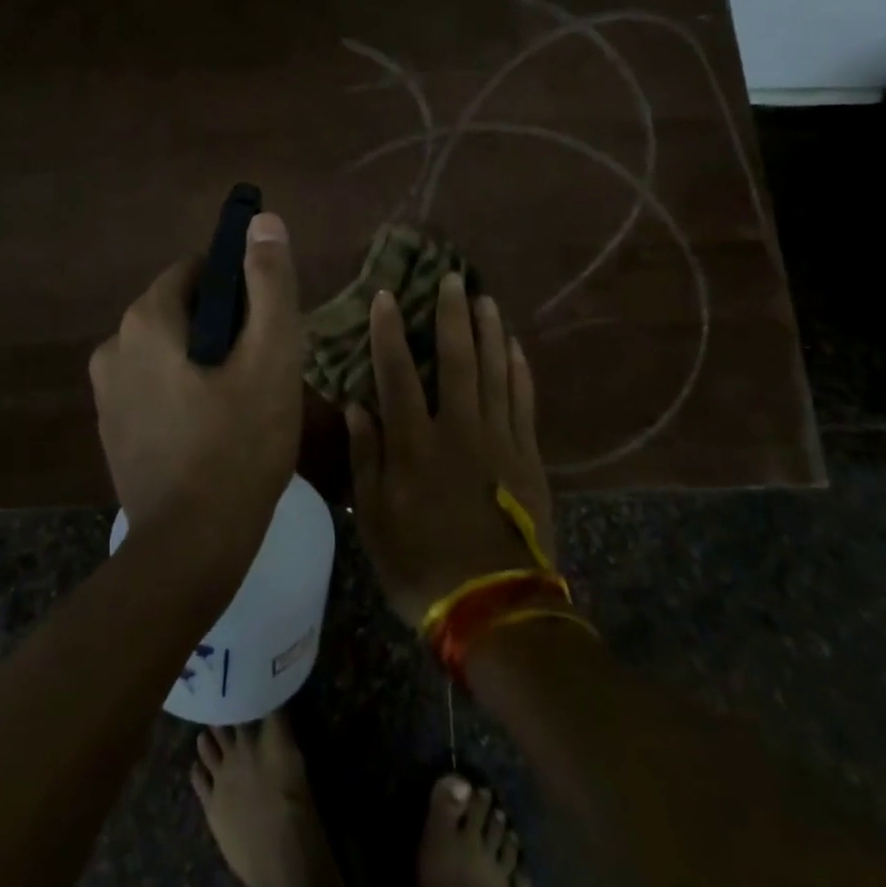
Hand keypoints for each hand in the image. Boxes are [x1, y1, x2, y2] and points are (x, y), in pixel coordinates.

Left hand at [89, 213, 303, 557]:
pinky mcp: (112, 428)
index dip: (239, 289)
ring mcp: (106, 392)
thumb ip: (268, 283)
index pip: (197, 271)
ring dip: (205, 361)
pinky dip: (184, 391)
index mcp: (145, 320)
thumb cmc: (239, 444)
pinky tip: (214, 429)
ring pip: (170, 350)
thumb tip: (263, 222)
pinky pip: (155, 385)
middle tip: (262, 369)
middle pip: (183, 310)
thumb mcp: (270, 356)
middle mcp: (113, 346)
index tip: (266, 326)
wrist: (191, 549)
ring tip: (243, 403)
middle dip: (224, 327)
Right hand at [345, 274, 554, 627]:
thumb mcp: (374, 519)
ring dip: (489, 331)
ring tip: (485, 299)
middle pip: (456, 359)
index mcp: (415, 443)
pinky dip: (519, 370)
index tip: (386, 295)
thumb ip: (366, 458)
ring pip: (495, 371)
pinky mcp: (527, 456)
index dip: (389, 331)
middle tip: (453, 278)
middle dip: (451, 315)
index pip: (397, 372)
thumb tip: (357, 405)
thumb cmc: (421, 564)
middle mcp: (458, 428)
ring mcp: (499, 439)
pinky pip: (524, 401)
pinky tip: (516, 347)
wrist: (495, 608)